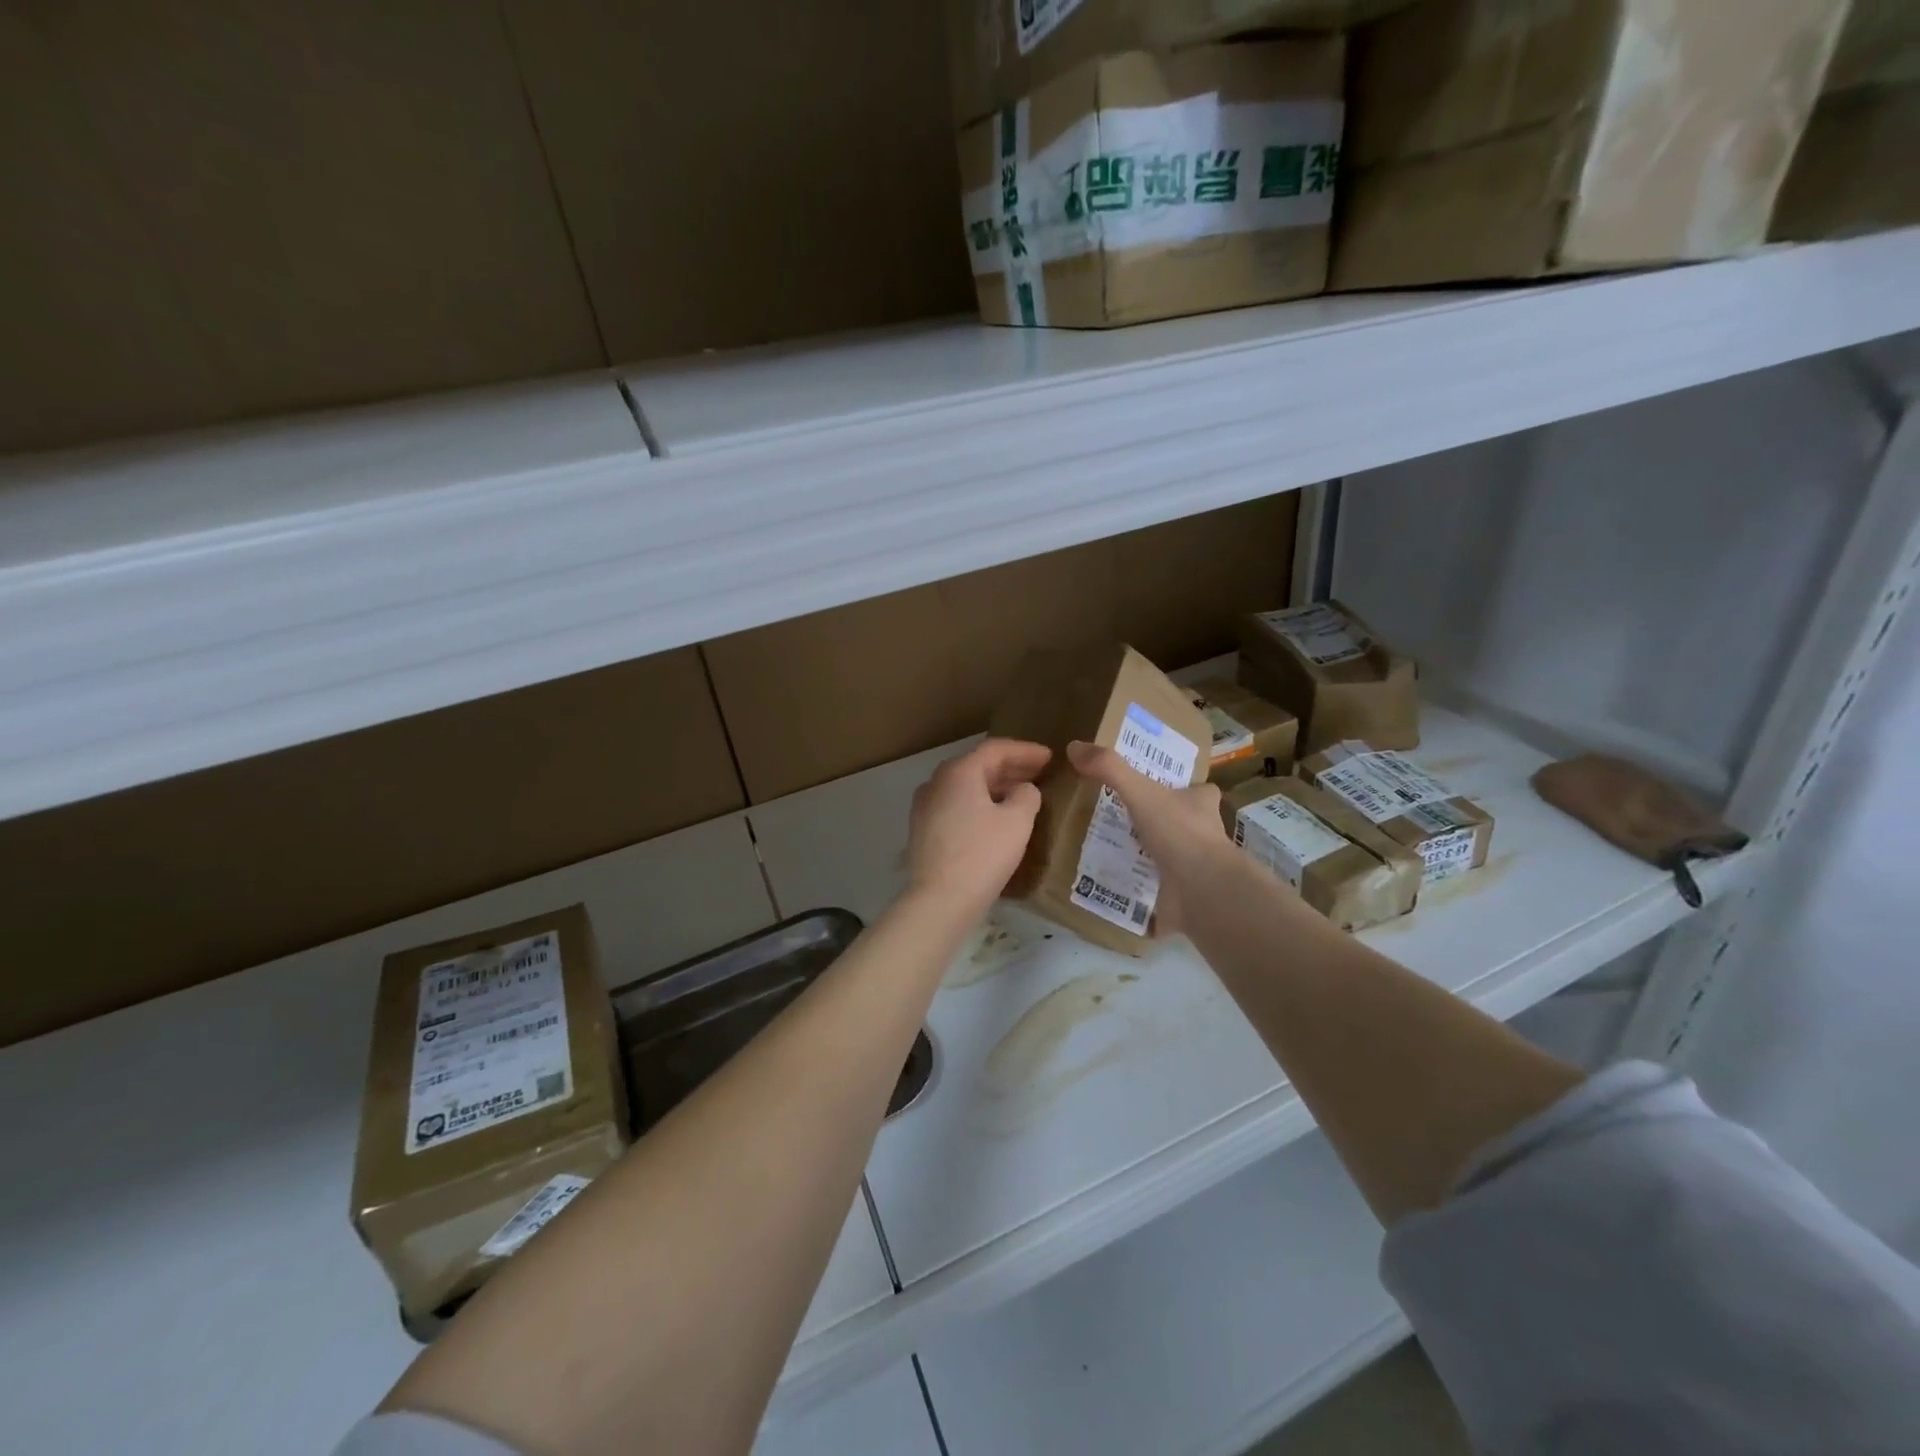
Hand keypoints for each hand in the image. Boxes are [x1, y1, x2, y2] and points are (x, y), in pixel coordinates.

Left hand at [905, 738, 1051, 915]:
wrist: (939, 900)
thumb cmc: (982, 854)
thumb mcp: (1017, 821)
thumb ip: (1027, 796)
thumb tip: (1023, 790)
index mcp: (958, 772)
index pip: (995, 749)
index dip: (1025, 750)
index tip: (1049, 756)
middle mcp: (936, 782)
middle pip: (978, 766)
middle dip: (1011, 768)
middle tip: (1040, 772)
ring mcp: (925, 807)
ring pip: (966, 787)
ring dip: (995, 787)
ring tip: (1023, 794)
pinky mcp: (924, 830)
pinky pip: (957, 806)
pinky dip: (980, 804)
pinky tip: (997, 818)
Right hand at [1066, 739, 1228, 933]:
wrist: (1202, 891)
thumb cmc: (1179, 832)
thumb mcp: (1141, 792)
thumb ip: (1110, 769)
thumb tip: (1074, 746)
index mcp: (1201, 804)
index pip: (1201, 790)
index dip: (1185, 787)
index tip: (1160, 785)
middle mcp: (1204, 833)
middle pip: (1184, 820)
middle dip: (1160, 819)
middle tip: (1124, 815)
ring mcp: (1195, 866)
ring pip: (1170, 853)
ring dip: (1147, 851)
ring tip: (1111, 846)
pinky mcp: (1182, 893)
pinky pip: (1157, 885)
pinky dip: (1139, 883)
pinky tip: (1115, 882)